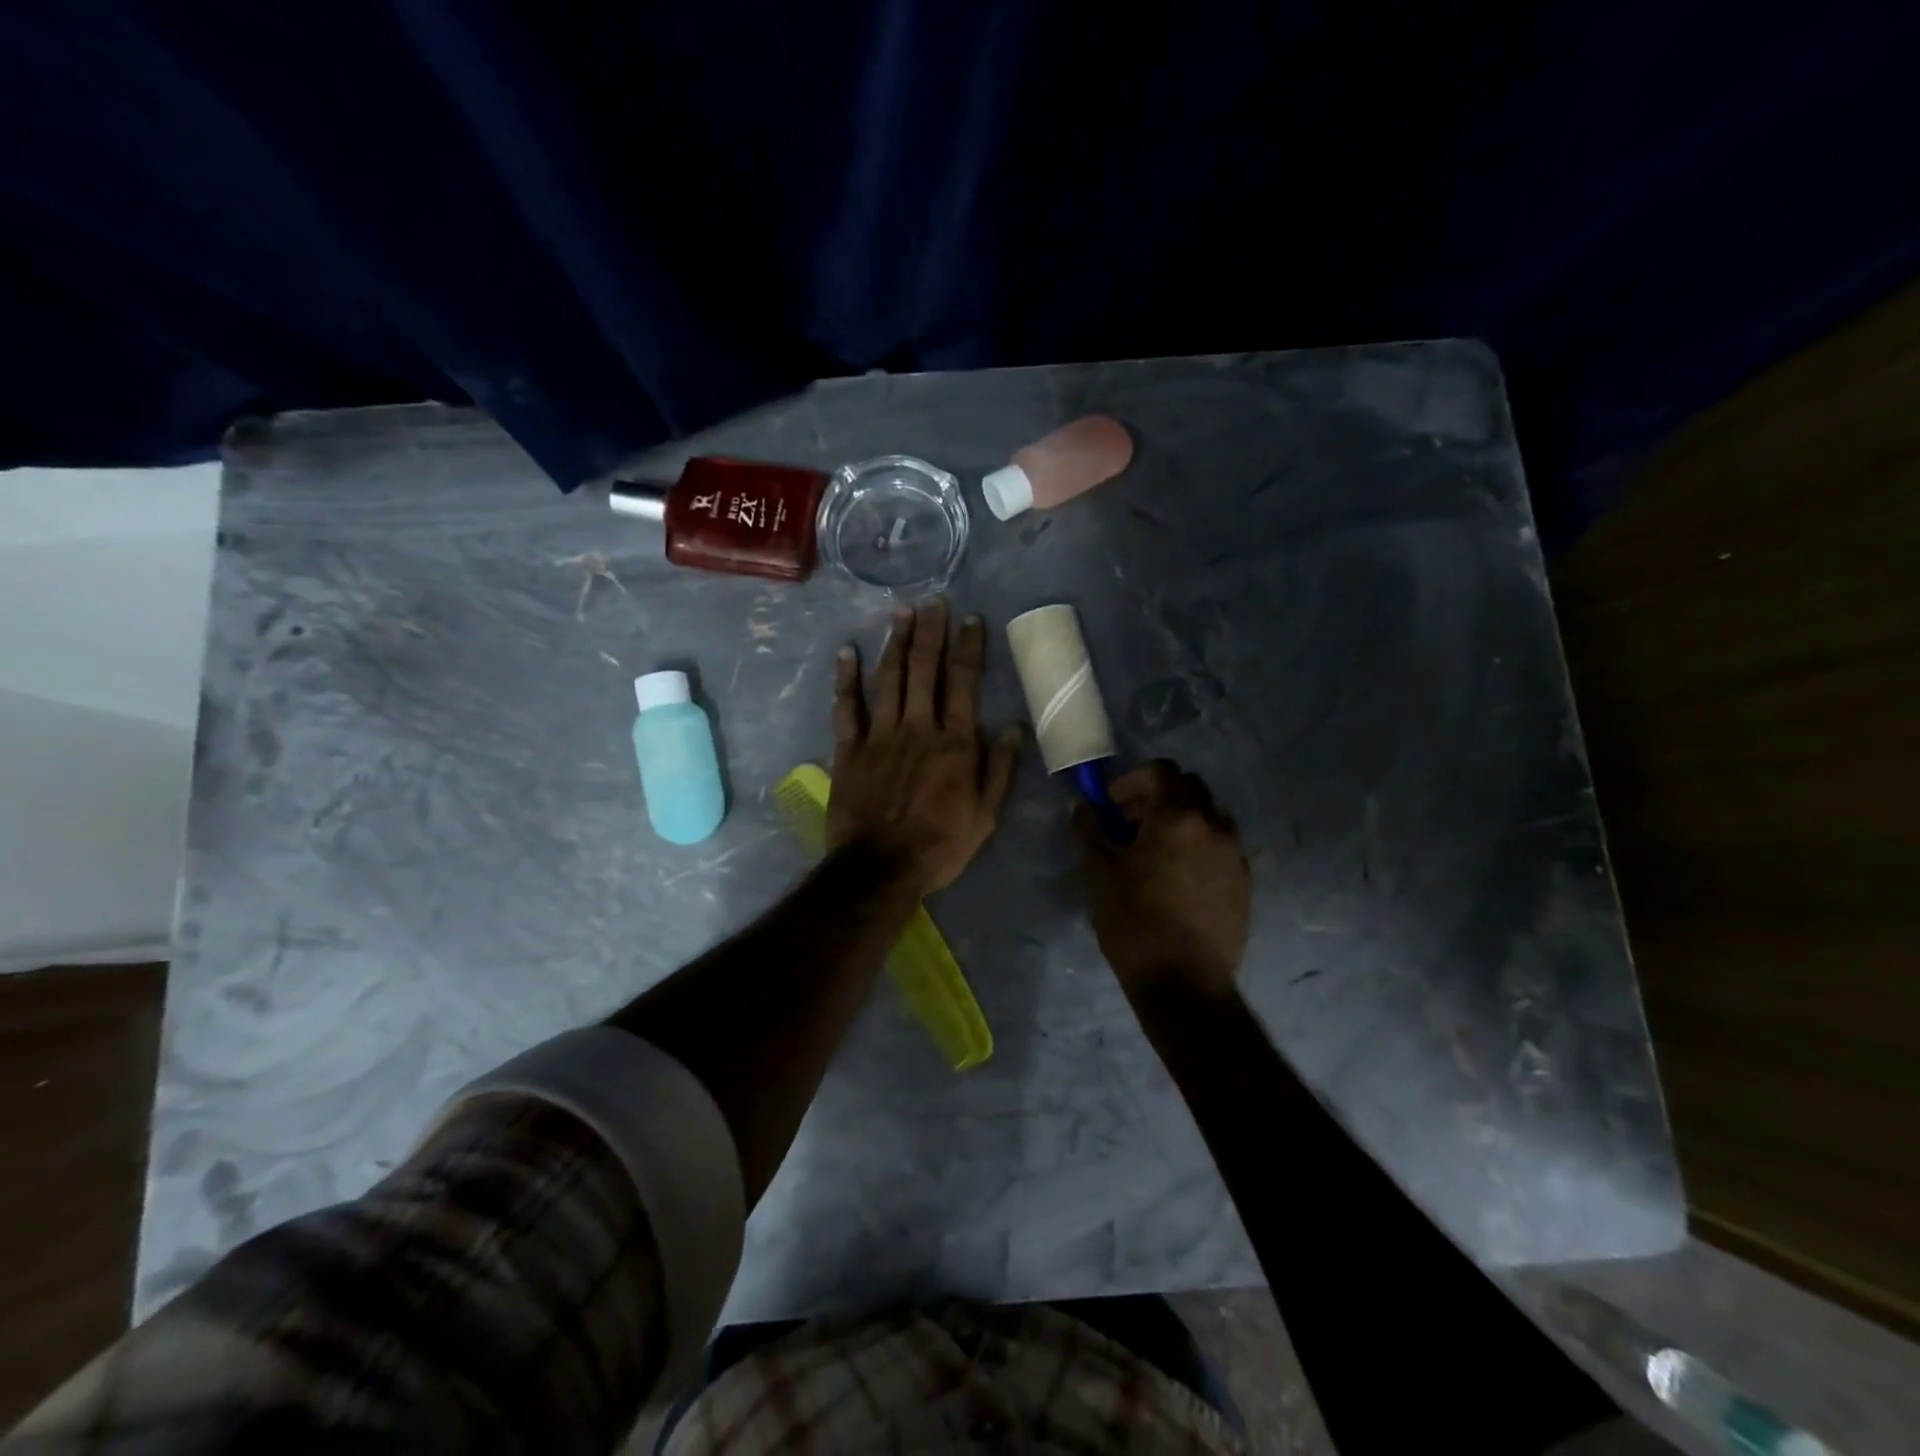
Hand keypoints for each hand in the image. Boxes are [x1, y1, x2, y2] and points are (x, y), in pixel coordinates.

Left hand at [828, 598, 1021, 894]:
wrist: (881, 868)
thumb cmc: (940, 845)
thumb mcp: (985, 815)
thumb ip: (999, 769)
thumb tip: (1014, 728)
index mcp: (955, 743)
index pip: (964, 683)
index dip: (968, 647)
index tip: (970, 619)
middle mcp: (918, 727)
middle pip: (924, 669)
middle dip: (930, 631)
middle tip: (933, 600)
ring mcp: (880, 735)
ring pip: (888, 679)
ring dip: (895, 642)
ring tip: (901, 611)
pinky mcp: (850, 749)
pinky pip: (847, 707)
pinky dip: (846, 679)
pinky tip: (847, 652)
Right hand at [1076, 761, 1251, 999]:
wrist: (1185, 984)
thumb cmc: (1135, 922)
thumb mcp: (1099, 873)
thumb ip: (1089, 831)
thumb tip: (1083, 808)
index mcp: (1179, 816)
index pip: (1161, 771)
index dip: (1131, 780)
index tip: (1111, 804)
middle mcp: (1215, 825)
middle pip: (1188, 787)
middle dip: (1157, 796)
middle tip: (1129, 823)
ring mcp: (1235, 854)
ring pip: (1208, 815)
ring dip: (1180, 819)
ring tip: (1154, 851)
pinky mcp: (1244, 882)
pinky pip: (1220, 846)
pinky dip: (1198, 845)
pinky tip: (1176, 878)